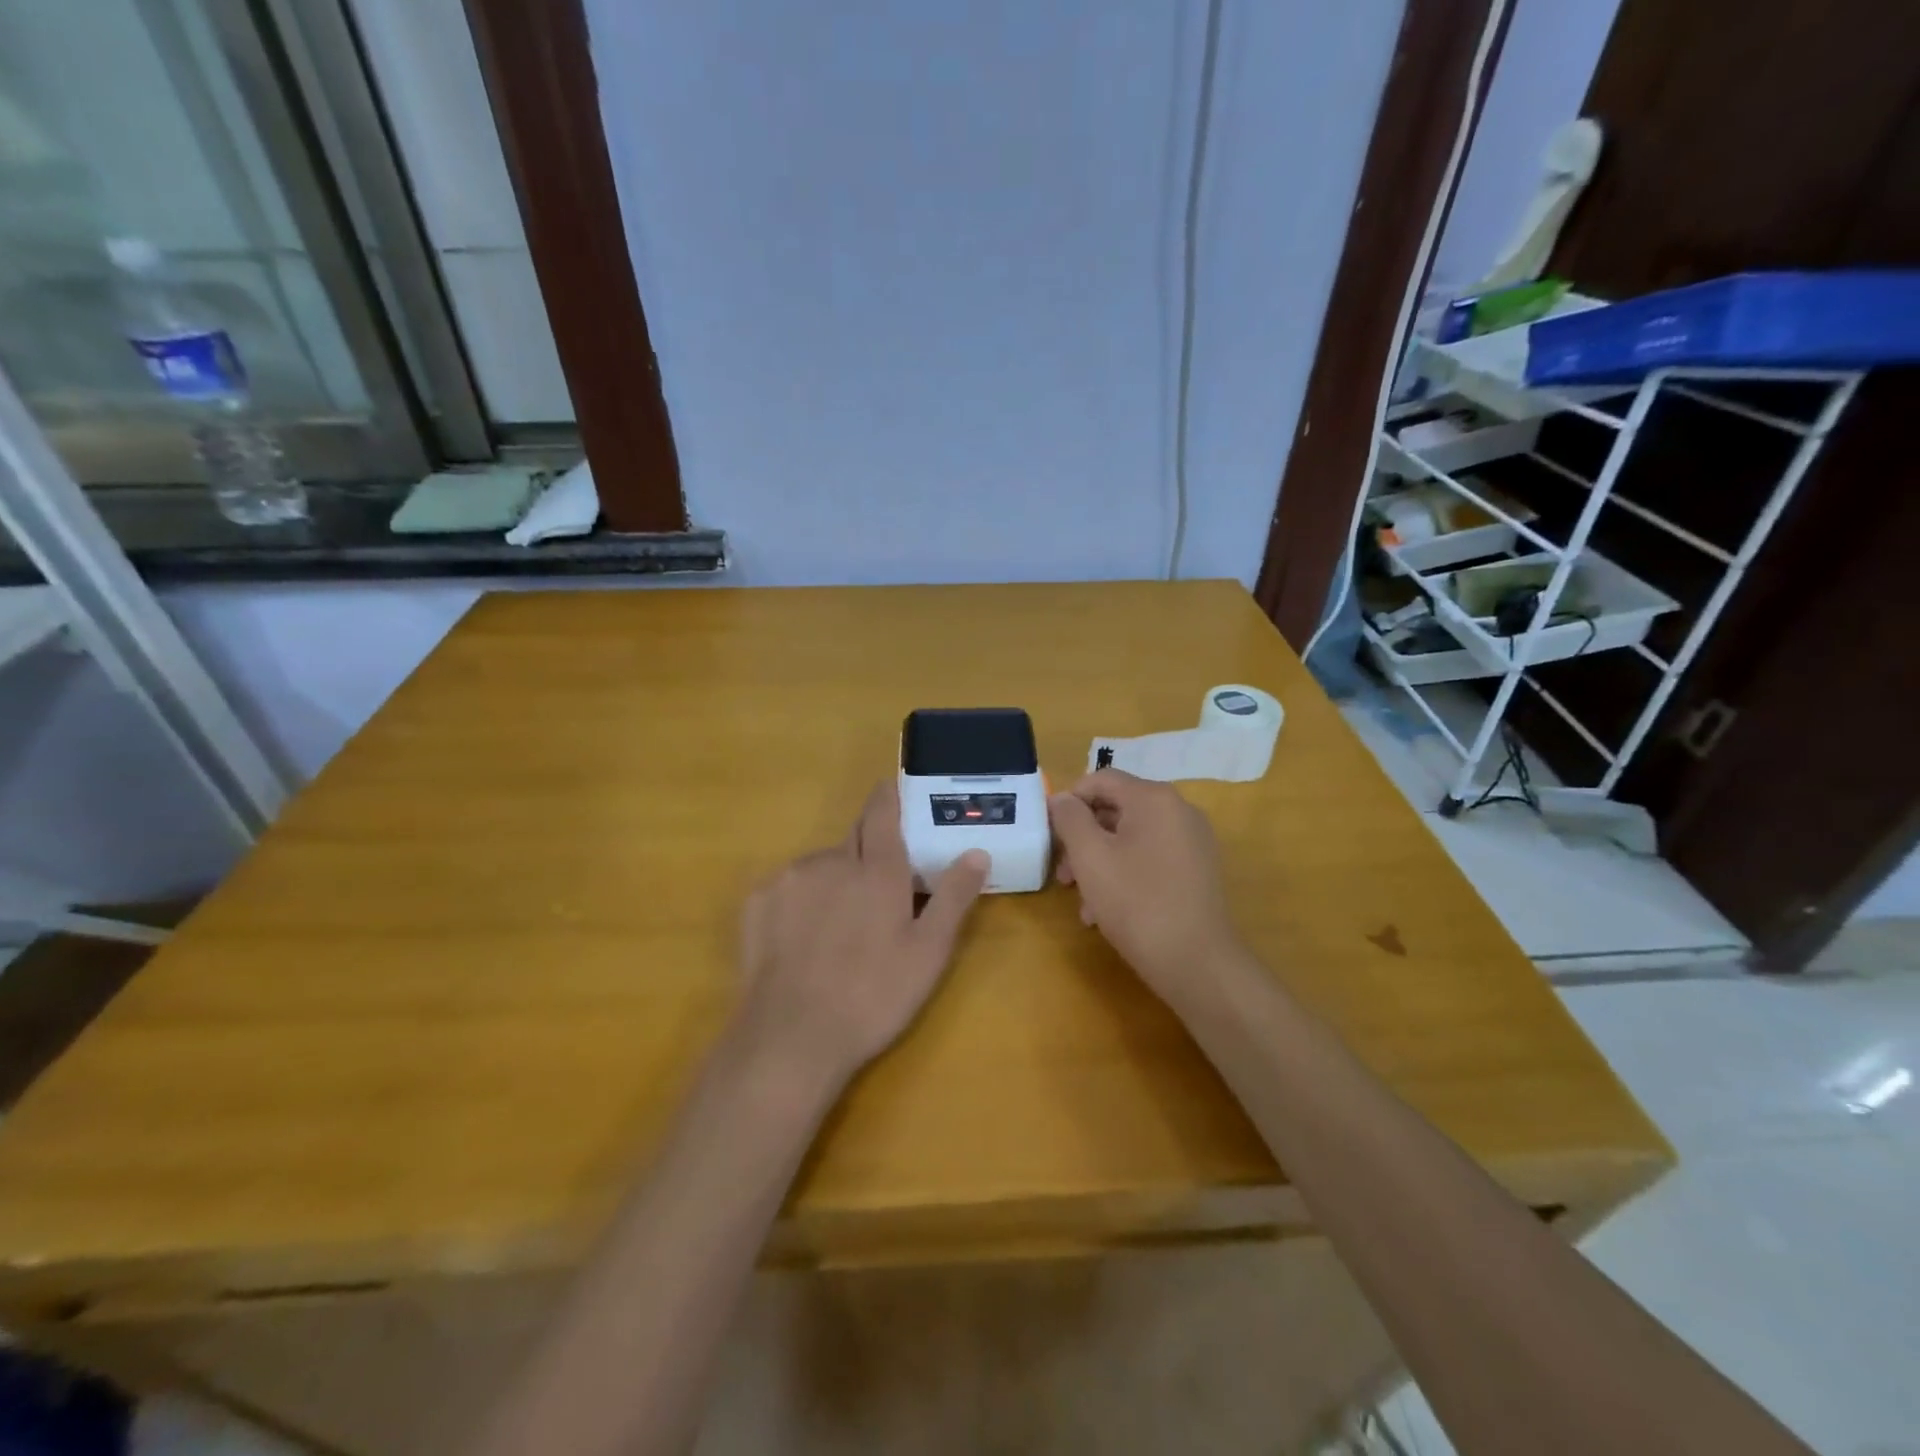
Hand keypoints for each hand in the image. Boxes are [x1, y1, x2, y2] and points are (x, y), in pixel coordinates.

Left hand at [734, 781, 988, 1087]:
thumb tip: (977, 852)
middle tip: (877, 893)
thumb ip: (953, 897)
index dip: (889, 796)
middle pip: (854, 841)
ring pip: (820, 866)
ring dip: (834, 881)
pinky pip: (788, 887)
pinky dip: (801, 900)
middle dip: (867, 855)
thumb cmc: (873, 996)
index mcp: (876, 870)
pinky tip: (803, 939)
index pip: (882, 812)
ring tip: (839, 929)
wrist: (792, 1038)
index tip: (894, 791)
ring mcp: (789, 879)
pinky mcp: (757, 901)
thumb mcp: (928, 953)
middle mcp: (831, 860)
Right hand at [1049, 770, 1242, 1005]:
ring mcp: (1192, 841)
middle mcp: (1178, 810)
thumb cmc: (1136, 903)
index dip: (1069, 801)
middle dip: (1082, 839)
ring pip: (1131, 838)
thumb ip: (1070, 819)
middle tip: (1063, 875)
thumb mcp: (1090, 857)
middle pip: (1116, 809)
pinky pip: (1150, 858)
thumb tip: (1062, 799)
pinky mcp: (1197, 870)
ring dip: (1099, 863)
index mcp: (1154, 799)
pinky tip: (1106, 911)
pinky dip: (1124, 875)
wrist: (1197, 963)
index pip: (1101, 779)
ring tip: (1082, 902)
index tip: (1050, 835)